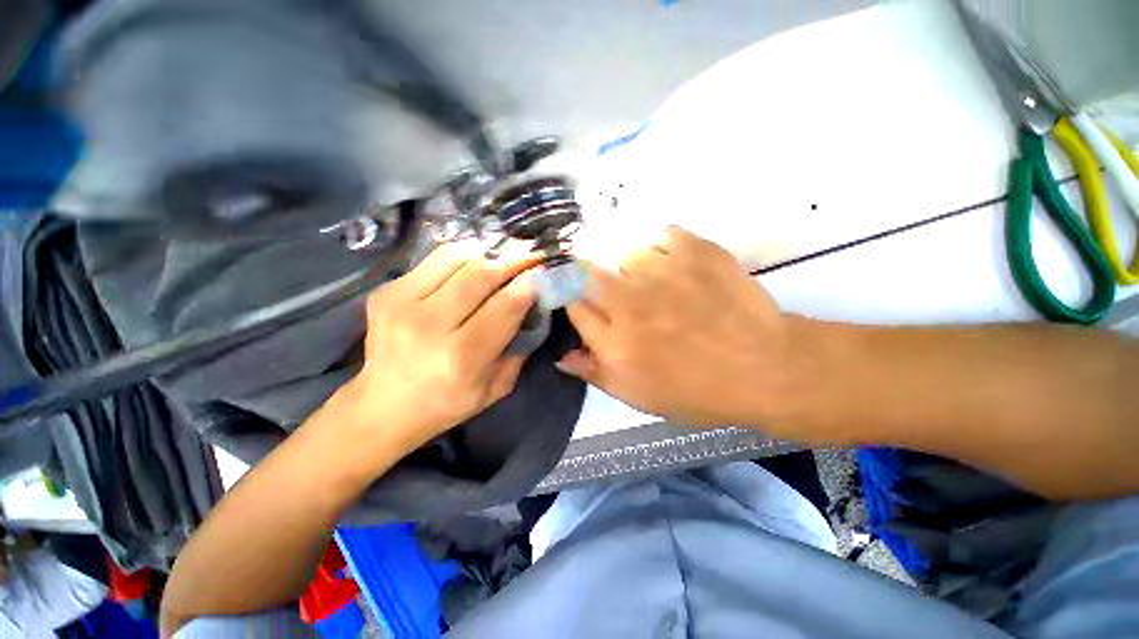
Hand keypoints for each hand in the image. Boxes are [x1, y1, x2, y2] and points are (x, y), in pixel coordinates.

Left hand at [337, 242, 538, 456]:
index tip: (543, 271)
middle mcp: (430, 326)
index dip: (528, 284)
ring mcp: (401, 304)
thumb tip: (533, 305)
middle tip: (531, 253)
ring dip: (487, 254)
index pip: (505, 306)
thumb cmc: (447, 402)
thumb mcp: (496, 387)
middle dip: (513, 260)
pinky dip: (461, 258)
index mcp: (462, 357)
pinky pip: (434, 259)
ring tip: (504, 256)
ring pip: (457, 257)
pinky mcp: (386, 292)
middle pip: (481, 274)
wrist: (384, 405)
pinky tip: (473, 265)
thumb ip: (519, 347)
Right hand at [559, 227, 793, 427]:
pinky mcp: (695, 250)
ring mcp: (662, 271)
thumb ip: (594, 374)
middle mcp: (629, 302)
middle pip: (588, 273)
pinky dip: (667, 249)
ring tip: (661, 286)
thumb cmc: (697, 390)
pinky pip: (663, 236)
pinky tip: (681, 268)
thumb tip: (561, 357)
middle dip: (595, 282)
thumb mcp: (638, 396)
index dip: (577, 305)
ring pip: (627, 255)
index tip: (589, 308)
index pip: (573, 306)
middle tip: (624, 297)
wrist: (765, 367)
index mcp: (614, 341)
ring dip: (635, 270)